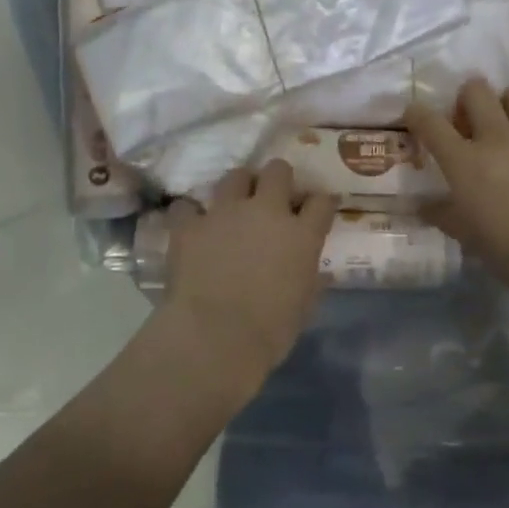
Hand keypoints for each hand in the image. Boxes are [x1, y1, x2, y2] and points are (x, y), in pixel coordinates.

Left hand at [158, 160, 338, 394]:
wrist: (216, 337)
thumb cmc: (270, 330)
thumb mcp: (304, 306)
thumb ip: (311, 280)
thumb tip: (316, 273)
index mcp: (302, 234)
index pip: (322, 202)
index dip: (321, 202)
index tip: (318, 208)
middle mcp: (266, 211)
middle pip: (278, 170)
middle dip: (278, 179)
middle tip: (273, 197)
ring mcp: (225, 212)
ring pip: (235, 176)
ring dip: (238, 187)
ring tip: (234, 205)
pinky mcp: (190, 225)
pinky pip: (187, 206)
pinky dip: (189, 214)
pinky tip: (190, 225)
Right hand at [405, 79, 508, 301]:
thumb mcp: (467, 236)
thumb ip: (442, 214)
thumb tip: (422, 206)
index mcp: (464, 160)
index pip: (430, 123)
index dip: (416, 114)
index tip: (414, 116)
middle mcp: (497, 137)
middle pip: (476, 91)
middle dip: (467, 98)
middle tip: (469, 120)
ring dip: (508, 103)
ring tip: (508, 123)